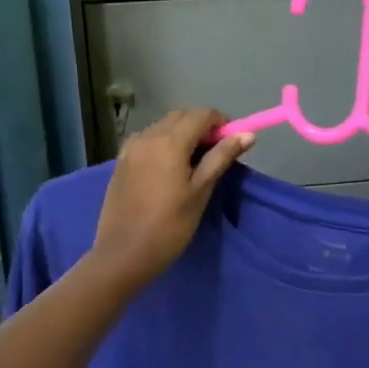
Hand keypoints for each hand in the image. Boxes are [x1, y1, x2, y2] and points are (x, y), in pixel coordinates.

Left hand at [88, 109, 253, 290]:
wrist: (124, 253)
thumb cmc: (170, 225)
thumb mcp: (201, 190)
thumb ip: (222, 157)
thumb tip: (247, 135)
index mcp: (169, 140)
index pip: (202, 114)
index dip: (221, 124)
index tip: (231, 144)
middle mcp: (147, 135)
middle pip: (181, 117)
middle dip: (201, 128)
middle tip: (214, 156)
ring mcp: (131, 148)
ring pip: (163, 127)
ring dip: (182, 135)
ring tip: (192, 166)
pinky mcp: (121, 161)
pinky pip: (148, 141)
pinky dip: (164, 145)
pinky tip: (169, 171)